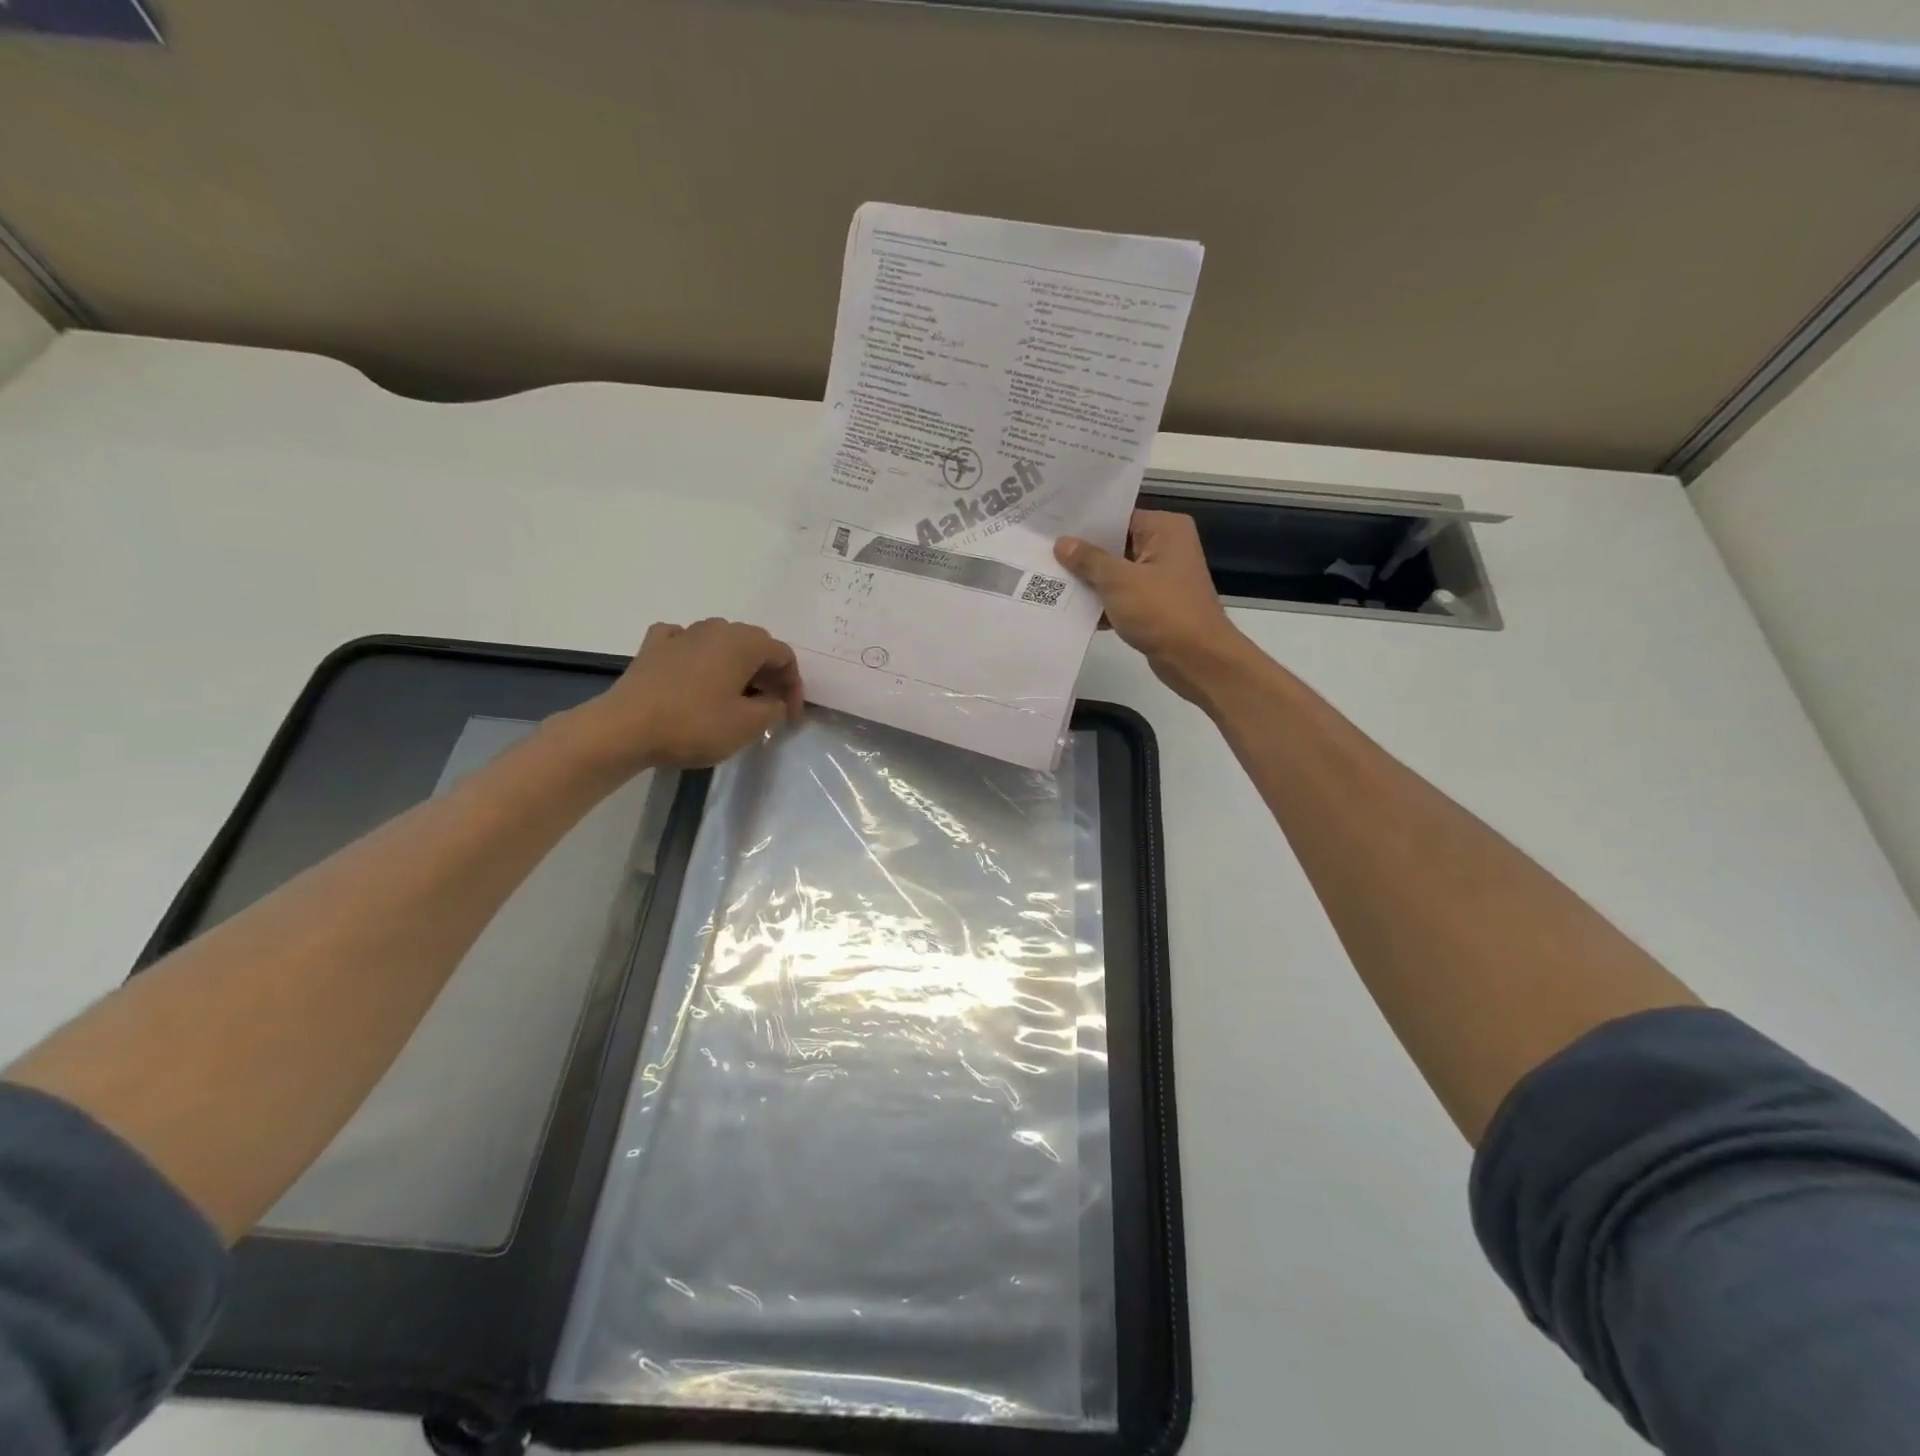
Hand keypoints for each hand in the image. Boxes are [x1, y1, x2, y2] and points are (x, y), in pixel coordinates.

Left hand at [566, 618, 804, 771]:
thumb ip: (773, 709)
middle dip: (767, 674)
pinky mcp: (653, 647)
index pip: (784, 656)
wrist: (624, 729)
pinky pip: (685, 642)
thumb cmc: (694, 725)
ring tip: (735, 694)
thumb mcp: (747, 726)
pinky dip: (697, 655)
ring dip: (735, 665)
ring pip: (721, 642)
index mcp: (743, 643)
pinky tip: (693, 672)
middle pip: (754, 644)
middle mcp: (715, 628)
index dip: (794, 686)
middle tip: (769, 705)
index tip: (790, 716)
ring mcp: (681, 634)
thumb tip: (775, 700)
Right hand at [1055, 510, 1252, 705]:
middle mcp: (1166, 547)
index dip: (1085, 523)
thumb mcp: (1118, 581)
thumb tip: (1062, 543)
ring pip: (1116, 573)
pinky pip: (1121, 597)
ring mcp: (1160, 578)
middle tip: (1041, 551)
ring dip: (1089, 581)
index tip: (1051, 526)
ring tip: (1047, 578)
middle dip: (1082, 554)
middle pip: (1115, 544)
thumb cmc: (1162, 610)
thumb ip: (1088, 560)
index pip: (1118, 517)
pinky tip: (1068, 608)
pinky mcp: (1154, 605)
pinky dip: (1101, 603)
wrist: (1197, 659)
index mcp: (1165, 529)